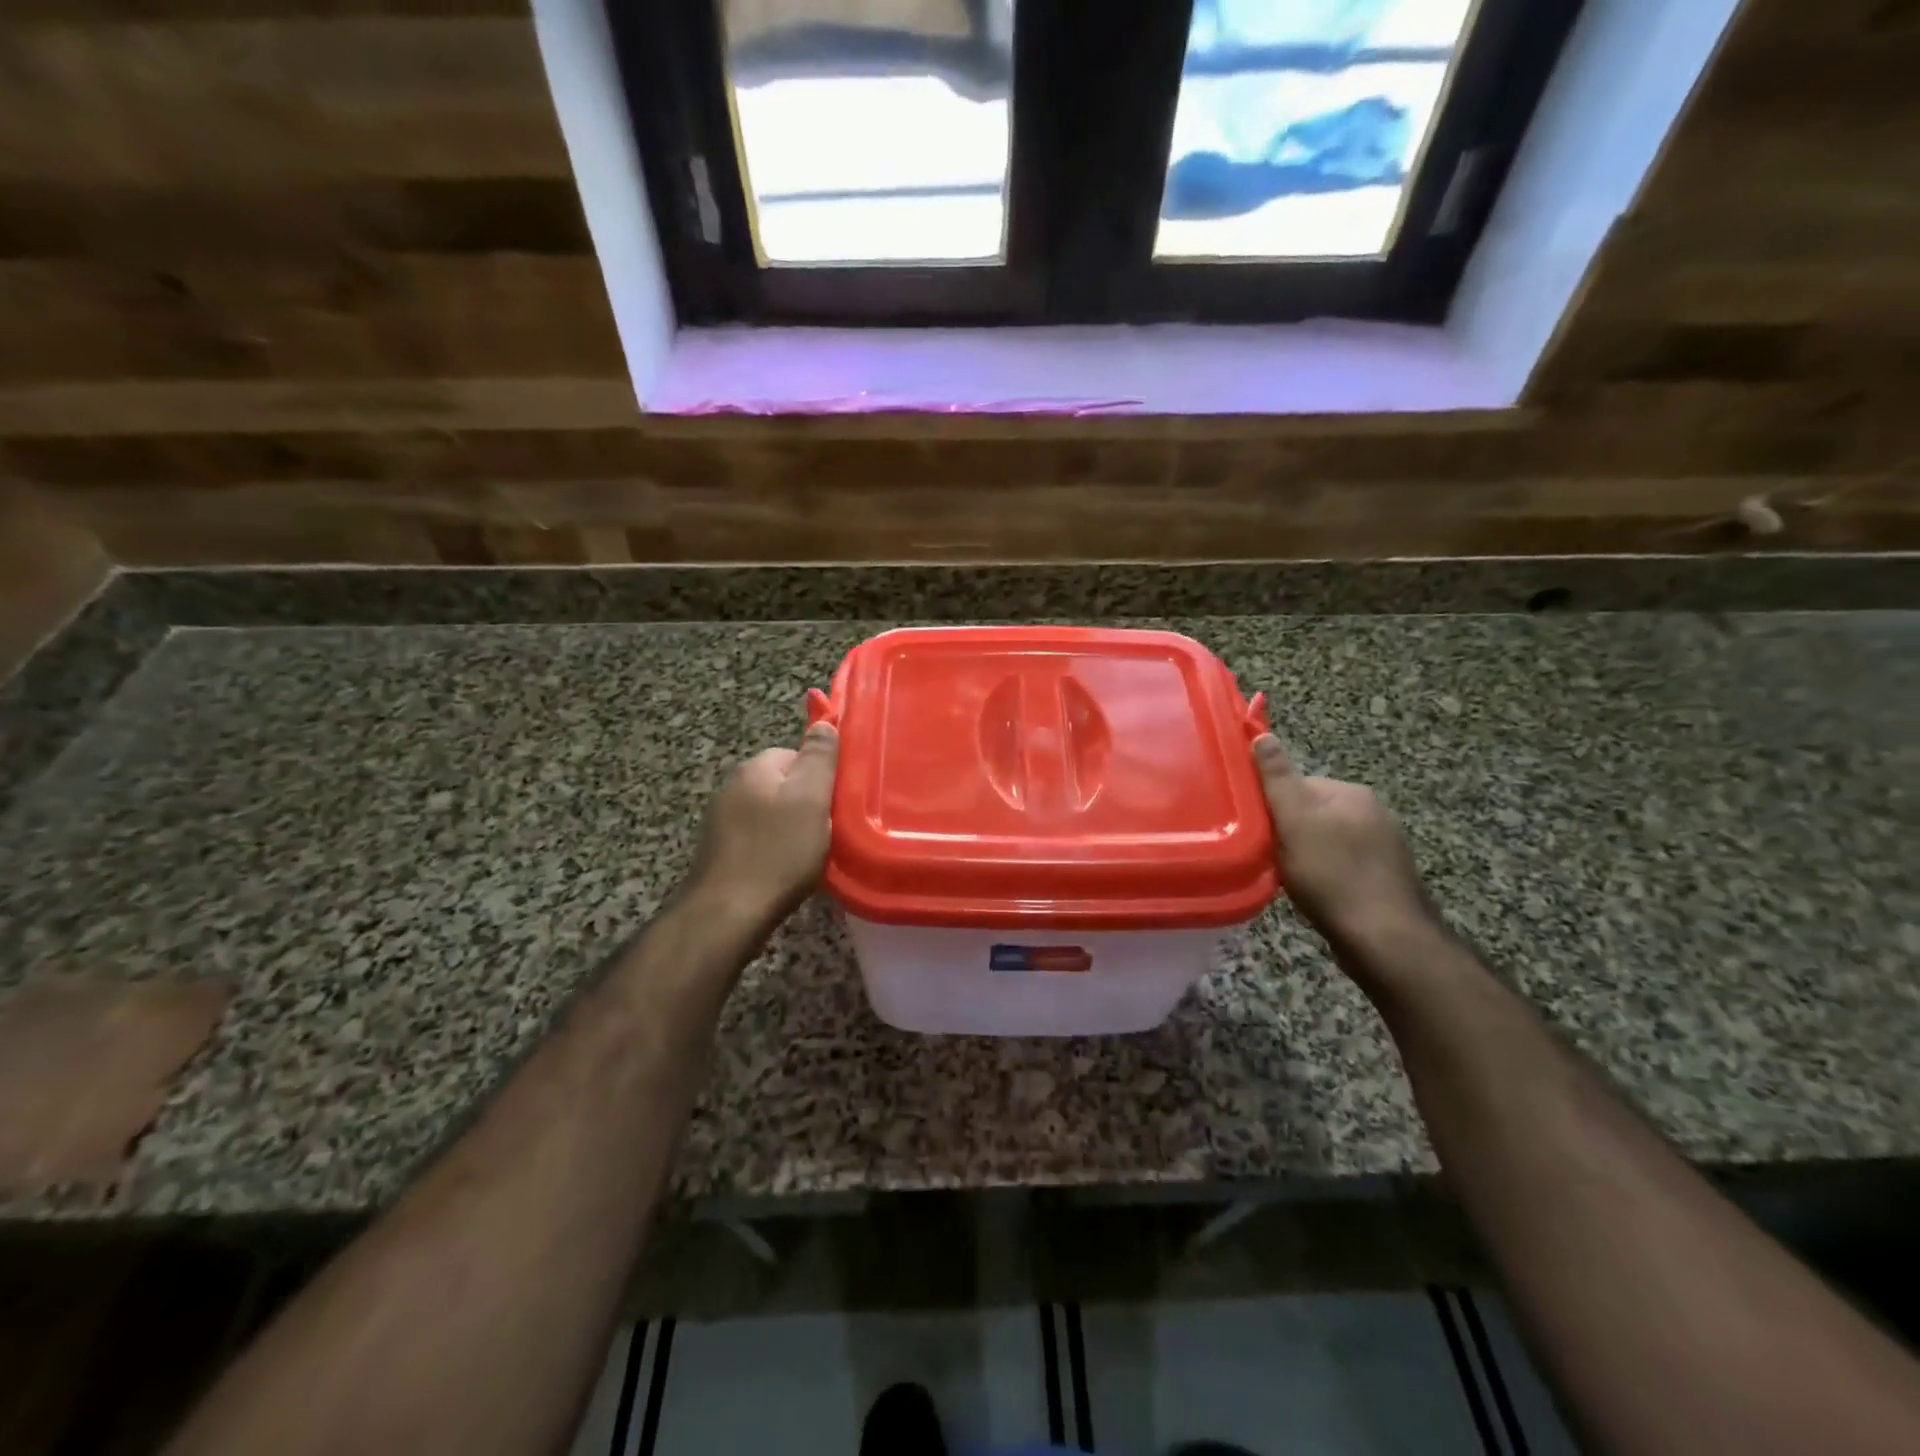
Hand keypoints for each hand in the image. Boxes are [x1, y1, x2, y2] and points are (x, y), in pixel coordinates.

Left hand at [688, 723, 838, 925]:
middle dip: (805, 805)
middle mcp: (732, 787)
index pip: (795, 754)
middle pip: (782, 784)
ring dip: (790, 829)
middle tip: (826, 831)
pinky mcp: (719, 852)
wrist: (727, 913)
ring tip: (808, 855)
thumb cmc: (777, 852)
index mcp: (754, 768)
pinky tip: (784, 870)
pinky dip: (773, 850)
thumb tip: (824, 722)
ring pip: (770, 813)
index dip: (819, 777)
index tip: (834, 803)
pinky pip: (757, 839)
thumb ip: (819, 758)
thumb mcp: (811, 799)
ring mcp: (721, 821)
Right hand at [1253, 734, 1435, 953]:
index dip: (1275, 806)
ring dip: (1309, 856)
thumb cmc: (1331, 874)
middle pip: (1314, 813)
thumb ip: (1277, 778)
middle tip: (1272, 858)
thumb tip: (1262, 734)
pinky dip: (1327, 876)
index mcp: (1352, 792)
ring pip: (1328, 841)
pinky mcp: (1387, 879)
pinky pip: (1344, 866)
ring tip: (1293, 879)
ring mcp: (1386, 847)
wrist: (1384, 938)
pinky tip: (1318, 895)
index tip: (1261, 830)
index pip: (1300, 785)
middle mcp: (1375, 812)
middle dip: (1291, 833)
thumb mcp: (1294, 820)